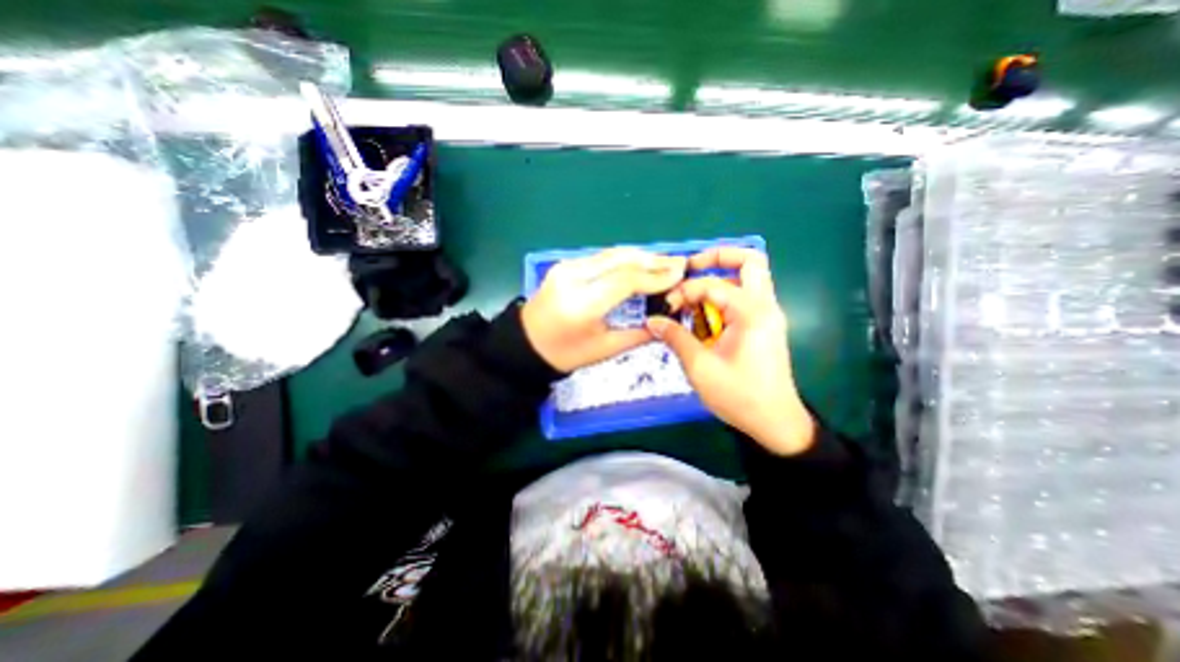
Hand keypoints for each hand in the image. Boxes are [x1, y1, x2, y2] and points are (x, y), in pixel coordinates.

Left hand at [519, 249, 686, 370]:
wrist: (526, 344)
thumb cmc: (565, 354)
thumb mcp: (604, 349)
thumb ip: (638, 334)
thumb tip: (665, 320)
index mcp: (582, 304)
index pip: (625, 280)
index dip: (656, 275)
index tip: (680, 273)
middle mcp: (573, 278)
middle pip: (620, 259)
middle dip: (653, 260)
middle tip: (678, 263)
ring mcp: (566, 267)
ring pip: (611, 254)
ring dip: (640, 256)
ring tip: (664, 262)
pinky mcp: (565, 265)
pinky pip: (601, 258)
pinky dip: (623, 259)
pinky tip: (639, 264)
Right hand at [644, 246, 812, 453]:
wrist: (775, 422)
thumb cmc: (739, 396)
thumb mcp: (700, 367)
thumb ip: (676, 338)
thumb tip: (653, 321)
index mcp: (752, 313)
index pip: (712, 285)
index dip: (684, 291)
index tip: (666, 308)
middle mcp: (765, 306)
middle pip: (749, 261)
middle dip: (717, 257)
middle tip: (690, 268)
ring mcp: (767, 315)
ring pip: (749, 277)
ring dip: (720, 278)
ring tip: (693, 294)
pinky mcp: (764, 326)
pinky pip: (745, 297)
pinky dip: (723, 296)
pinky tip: (704, 314)